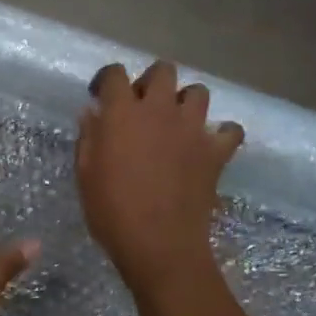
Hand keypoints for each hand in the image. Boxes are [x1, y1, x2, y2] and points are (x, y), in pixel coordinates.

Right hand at [77, 61, 242, 297]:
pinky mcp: (216, 151)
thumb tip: (93, 113)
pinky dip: (222, 134)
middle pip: (162, 71)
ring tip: (175, 123)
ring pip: (198, 92)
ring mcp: (193, 129)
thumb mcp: (85, 175)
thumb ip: (89, 137)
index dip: (107, 80)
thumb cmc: (112, 212)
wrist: (159, 244)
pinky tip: (209, 146)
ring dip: (185, 102)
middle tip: (141, 107)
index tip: (102, 96)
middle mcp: (160, 110)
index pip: (115, 74)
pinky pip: (230, 130)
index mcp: (123, 114)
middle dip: (151, 82)